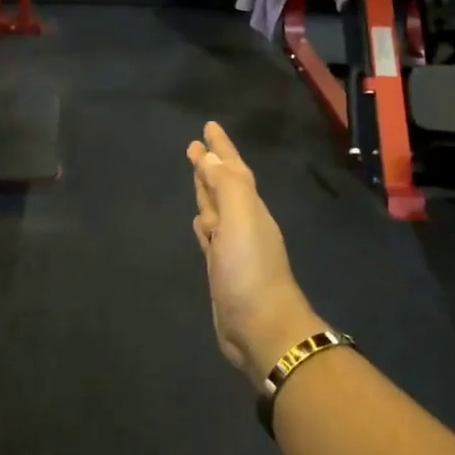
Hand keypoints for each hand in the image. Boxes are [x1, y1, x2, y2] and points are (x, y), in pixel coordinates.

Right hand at [186, 122, 327, 380]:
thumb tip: (208, 156)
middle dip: (211, 165)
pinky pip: (211, 236)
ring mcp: (232, 247)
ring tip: (196, 174)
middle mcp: (243, 222)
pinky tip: (200, 222)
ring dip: (206, 190)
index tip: (207, 127)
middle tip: (194, 145)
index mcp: (249, 208)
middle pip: (224, 186)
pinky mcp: (222, 268)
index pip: (232, 169)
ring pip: (217, 209)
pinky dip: (205, 223)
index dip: (221, 148)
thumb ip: (226, 186)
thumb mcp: (240, 219)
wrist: (261, 327)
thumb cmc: (249, 270)